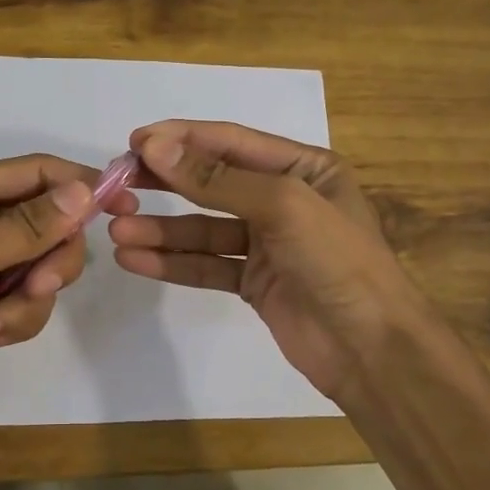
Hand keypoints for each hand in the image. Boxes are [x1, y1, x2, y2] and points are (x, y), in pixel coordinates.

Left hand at [0, 153, 138, 427]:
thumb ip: (29, 224)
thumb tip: (85, 191)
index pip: (38, 171)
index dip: (83, 184)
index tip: (125, 208)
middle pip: (48, 223)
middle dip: (48, 261)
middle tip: (37, 287)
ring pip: (39, 268)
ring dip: (24, 301)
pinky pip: (22, 299)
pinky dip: (10, 320)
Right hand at [108, 121, 430, 402]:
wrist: (372, 350)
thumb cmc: (337, 261)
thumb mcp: (282, 205)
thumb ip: (216, 178)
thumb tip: (155, 145)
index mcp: (304, 168)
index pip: (232, 142)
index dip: (181, 139)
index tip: (133, 143)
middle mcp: (284, 199)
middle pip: (213, 183)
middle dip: (165, 182)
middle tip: (117, 183)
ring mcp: (268, 244)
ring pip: (204, 228)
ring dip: (161, 229)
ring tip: (118, 230)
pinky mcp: (254, 283)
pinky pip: (207, 264)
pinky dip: (173, 262)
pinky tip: (136, 260)